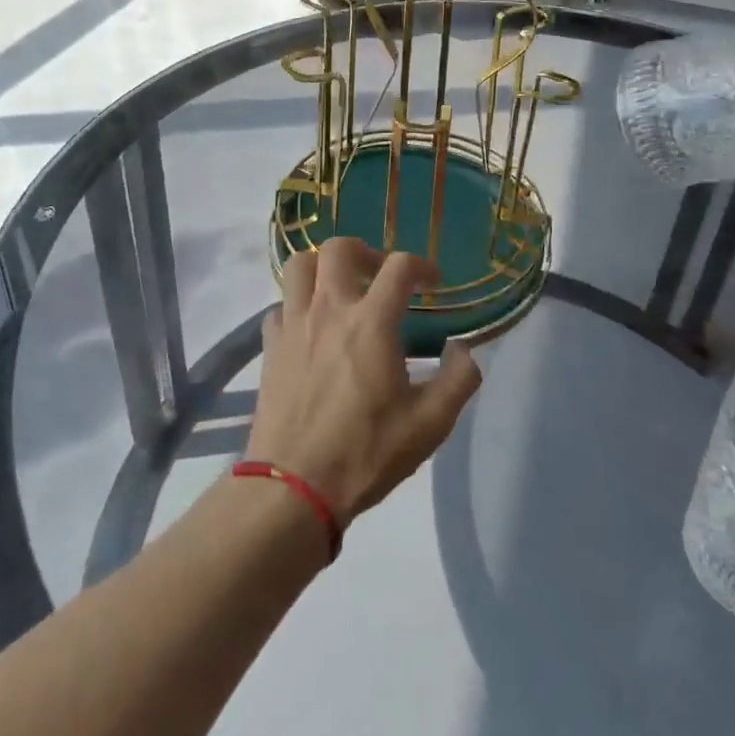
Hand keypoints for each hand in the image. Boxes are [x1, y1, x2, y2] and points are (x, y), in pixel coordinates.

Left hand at [246, 237, 482, 526]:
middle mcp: (329, 310)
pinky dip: (297, 304)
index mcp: (372, 322)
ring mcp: (294, 324)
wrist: (292, 487)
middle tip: (379, 275)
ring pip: (300, 265)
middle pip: (339, 248)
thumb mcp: (429, 425)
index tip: (432, 283)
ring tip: (340, 289)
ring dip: (323, 266)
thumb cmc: (365, 453)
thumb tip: (463, 349)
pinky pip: (280, 304)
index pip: (399, 266)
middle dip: (365, 250)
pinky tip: (310, 327)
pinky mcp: (270, 346)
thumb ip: (458, 380)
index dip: (421, 265)